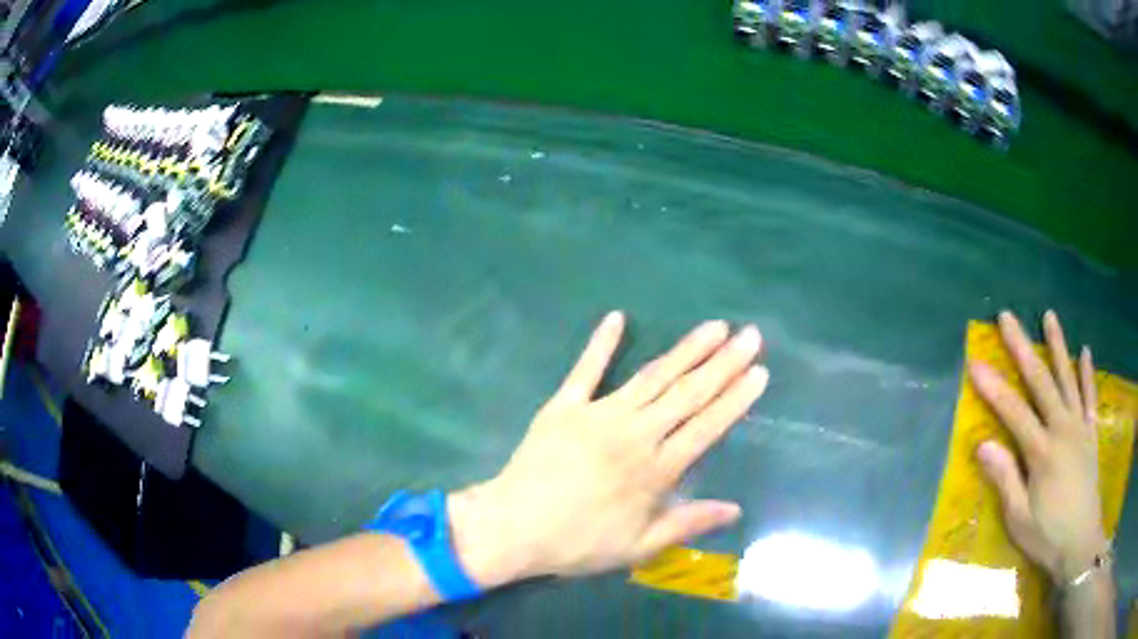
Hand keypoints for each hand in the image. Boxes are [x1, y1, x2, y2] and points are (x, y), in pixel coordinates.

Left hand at [449, 311, 767, 585]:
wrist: (514, 528)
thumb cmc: (579, 543)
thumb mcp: (639, 547)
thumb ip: (688, 523)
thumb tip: (736, 508)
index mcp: (655, 470)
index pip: (707, 427)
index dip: (736, 399)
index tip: (760, 372)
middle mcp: (634, 434)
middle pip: (687, 394)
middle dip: (723, 363)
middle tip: (750, 335)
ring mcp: (598, 415)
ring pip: (652, 377)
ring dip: (685, 350)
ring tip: (713, 327)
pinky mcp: (564, 406)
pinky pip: (585, 370)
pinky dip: (600, 343)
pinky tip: (617, 316)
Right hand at [970, 310, 1105, 583]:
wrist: (1080, 544)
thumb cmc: (1048, 537)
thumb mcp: (1020, 519)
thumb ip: (1005, 479)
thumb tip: (983, 445)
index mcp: (1042, 452)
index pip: (1014, 411)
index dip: (993, 386)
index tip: (975, 361)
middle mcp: (1062, 429)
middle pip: (1041, 382)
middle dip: (1022, 348)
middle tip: (1007, 317)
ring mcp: (1080, 428)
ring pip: (1068, 379)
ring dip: (1058, 346)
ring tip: (1050, 316)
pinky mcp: (1091, 434)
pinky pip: (1090, 397)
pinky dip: (1087, 374)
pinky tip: (1085, 352)